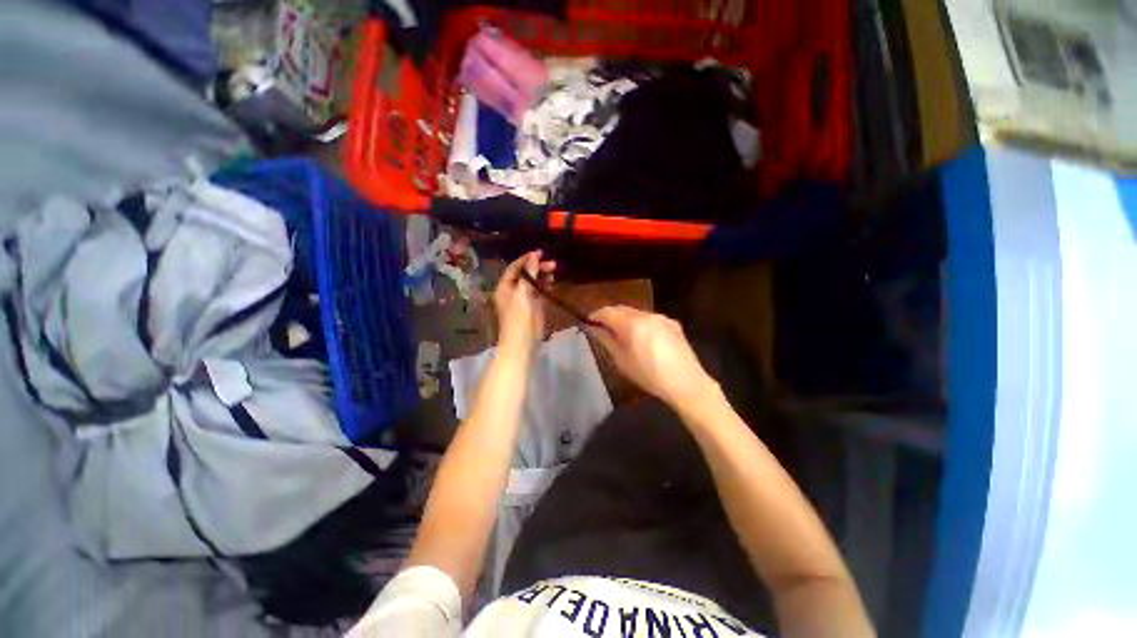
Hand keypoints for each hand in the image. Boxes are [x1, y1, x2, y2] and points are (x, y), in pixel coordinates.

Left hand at [494, 250, 555, 348]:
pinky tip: (552, 281)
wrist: (523, 342)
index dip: (526, 259)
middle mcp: (513, 291)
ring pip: (533, 282)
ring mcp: (524, 299)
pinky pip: (539, 292)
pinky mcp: (534, 306)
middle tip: (552, 264)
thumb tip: (534, 256)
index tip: (540, 253)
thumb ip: (529, 274)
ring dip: (542, 275)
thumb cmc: (519, 317)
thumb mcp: (523, 293)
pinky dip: (545, 285)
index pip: (514, 268)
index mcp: (504, 287)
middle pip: (525, 274)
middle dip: (537, 267)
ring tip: (554, 271)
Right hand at [588, 306, 716, 407]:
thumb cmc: (649, 375)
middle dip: (610, 316)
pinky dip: (640, 323)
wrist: (686, 383)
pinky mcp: (672, 323)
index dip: (596, 316)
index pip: (607, 312)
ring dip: (625, 319)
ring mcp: (661, 317)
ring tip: (621, 334)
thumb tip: (594, 328)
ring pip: (637, 313)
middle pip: (622, 309)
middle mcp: (646, 315)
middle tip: (602, 328)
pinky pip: (650, 319)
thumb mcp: (622, 360)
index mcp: (632, 324)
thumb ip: (607, 340)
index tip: (589, 323)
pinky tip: (642, 338)